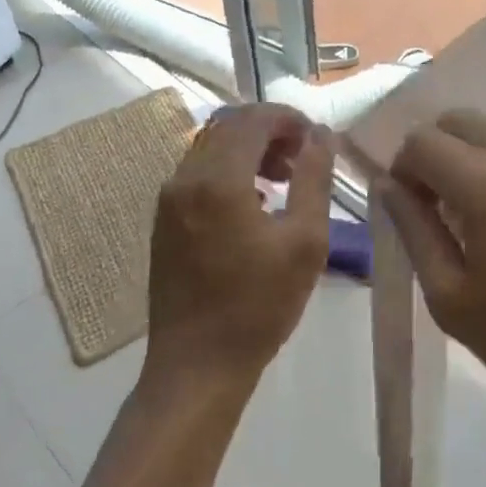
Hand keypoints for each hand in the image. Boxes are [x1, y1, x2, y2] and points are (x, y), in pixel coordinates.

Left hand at [147, 105, 334, 387]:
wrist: (196, 367)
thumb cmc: (259, 306)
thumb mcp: (305, 241)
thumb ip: (315, 178)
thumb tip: (321, 136)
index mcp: (219, 179)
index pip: (254, 119)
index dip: (290, 119)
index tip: (317, 140)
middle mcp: (186, 177)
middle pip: (230, 126)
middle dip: (271, 131)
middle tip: (304, 157)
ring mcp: (169, 199)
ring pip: (212, 146)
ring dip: (250, 149)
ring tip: (284, 178)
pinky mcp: (164, 219)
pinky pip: (199, 171)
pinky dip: (230, 169)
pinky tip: (255, 201)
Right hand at [379, 111, 485, 441]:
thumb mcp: (452, 298)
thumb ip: (414, 230)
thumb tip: (389, 186)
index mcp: (483, 181)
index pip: (421, 140)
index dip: (403, 169)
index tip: (408, 209)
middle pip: (460, 119)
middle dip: (436, 151)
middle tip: (437, 205)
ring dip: (473, 154)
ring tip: (477, 212)